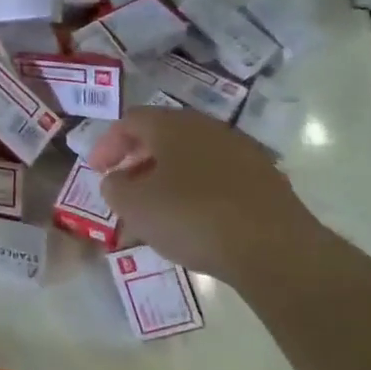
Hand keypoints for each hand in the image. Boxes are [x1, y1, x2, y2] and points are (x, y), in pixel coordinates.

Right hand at [86, 107, 327, 283]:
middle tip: (123, 185)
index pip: (131, 121)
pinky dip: (196, 191)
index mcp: (173, 125)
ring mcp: (242, 152)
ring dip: (167, 176)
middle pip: (163, 135)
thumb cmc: (191, 217)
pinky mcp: (265, 180)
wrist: (274, 249)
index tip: (96, 171)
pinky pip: (218, 177)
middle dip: (138, 159)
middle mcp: (208, 128)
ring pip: (192, 157)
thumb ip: (114, 187)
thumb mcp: (133, 205)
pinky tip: (192, 220)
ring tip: (156, 208)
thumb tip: (118, 180)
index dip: (107, 144)